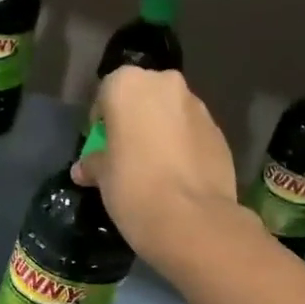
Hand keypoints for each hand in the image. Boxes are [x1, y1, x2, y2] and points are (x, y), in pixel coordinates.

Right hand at [73, 66, 238, 257]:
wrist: (192, 218)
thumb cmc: (133, 186)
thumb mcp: (102, 176)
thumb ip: (93, 163)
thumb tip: (83, 169)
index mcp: (129, 85)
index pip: (106, 93)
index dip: (102, 121)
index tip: (102, 146)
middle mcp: (166, 85)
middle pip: (144, 97)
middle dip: (136, 120)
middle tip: (127, 153)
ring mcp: (198, 108)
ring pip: (172, 114)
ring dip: (162, 132)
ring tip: (155, 168)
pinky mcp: (220, 133)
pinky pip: (193, 134)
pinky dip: (185, 147)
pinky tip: (178, 177)